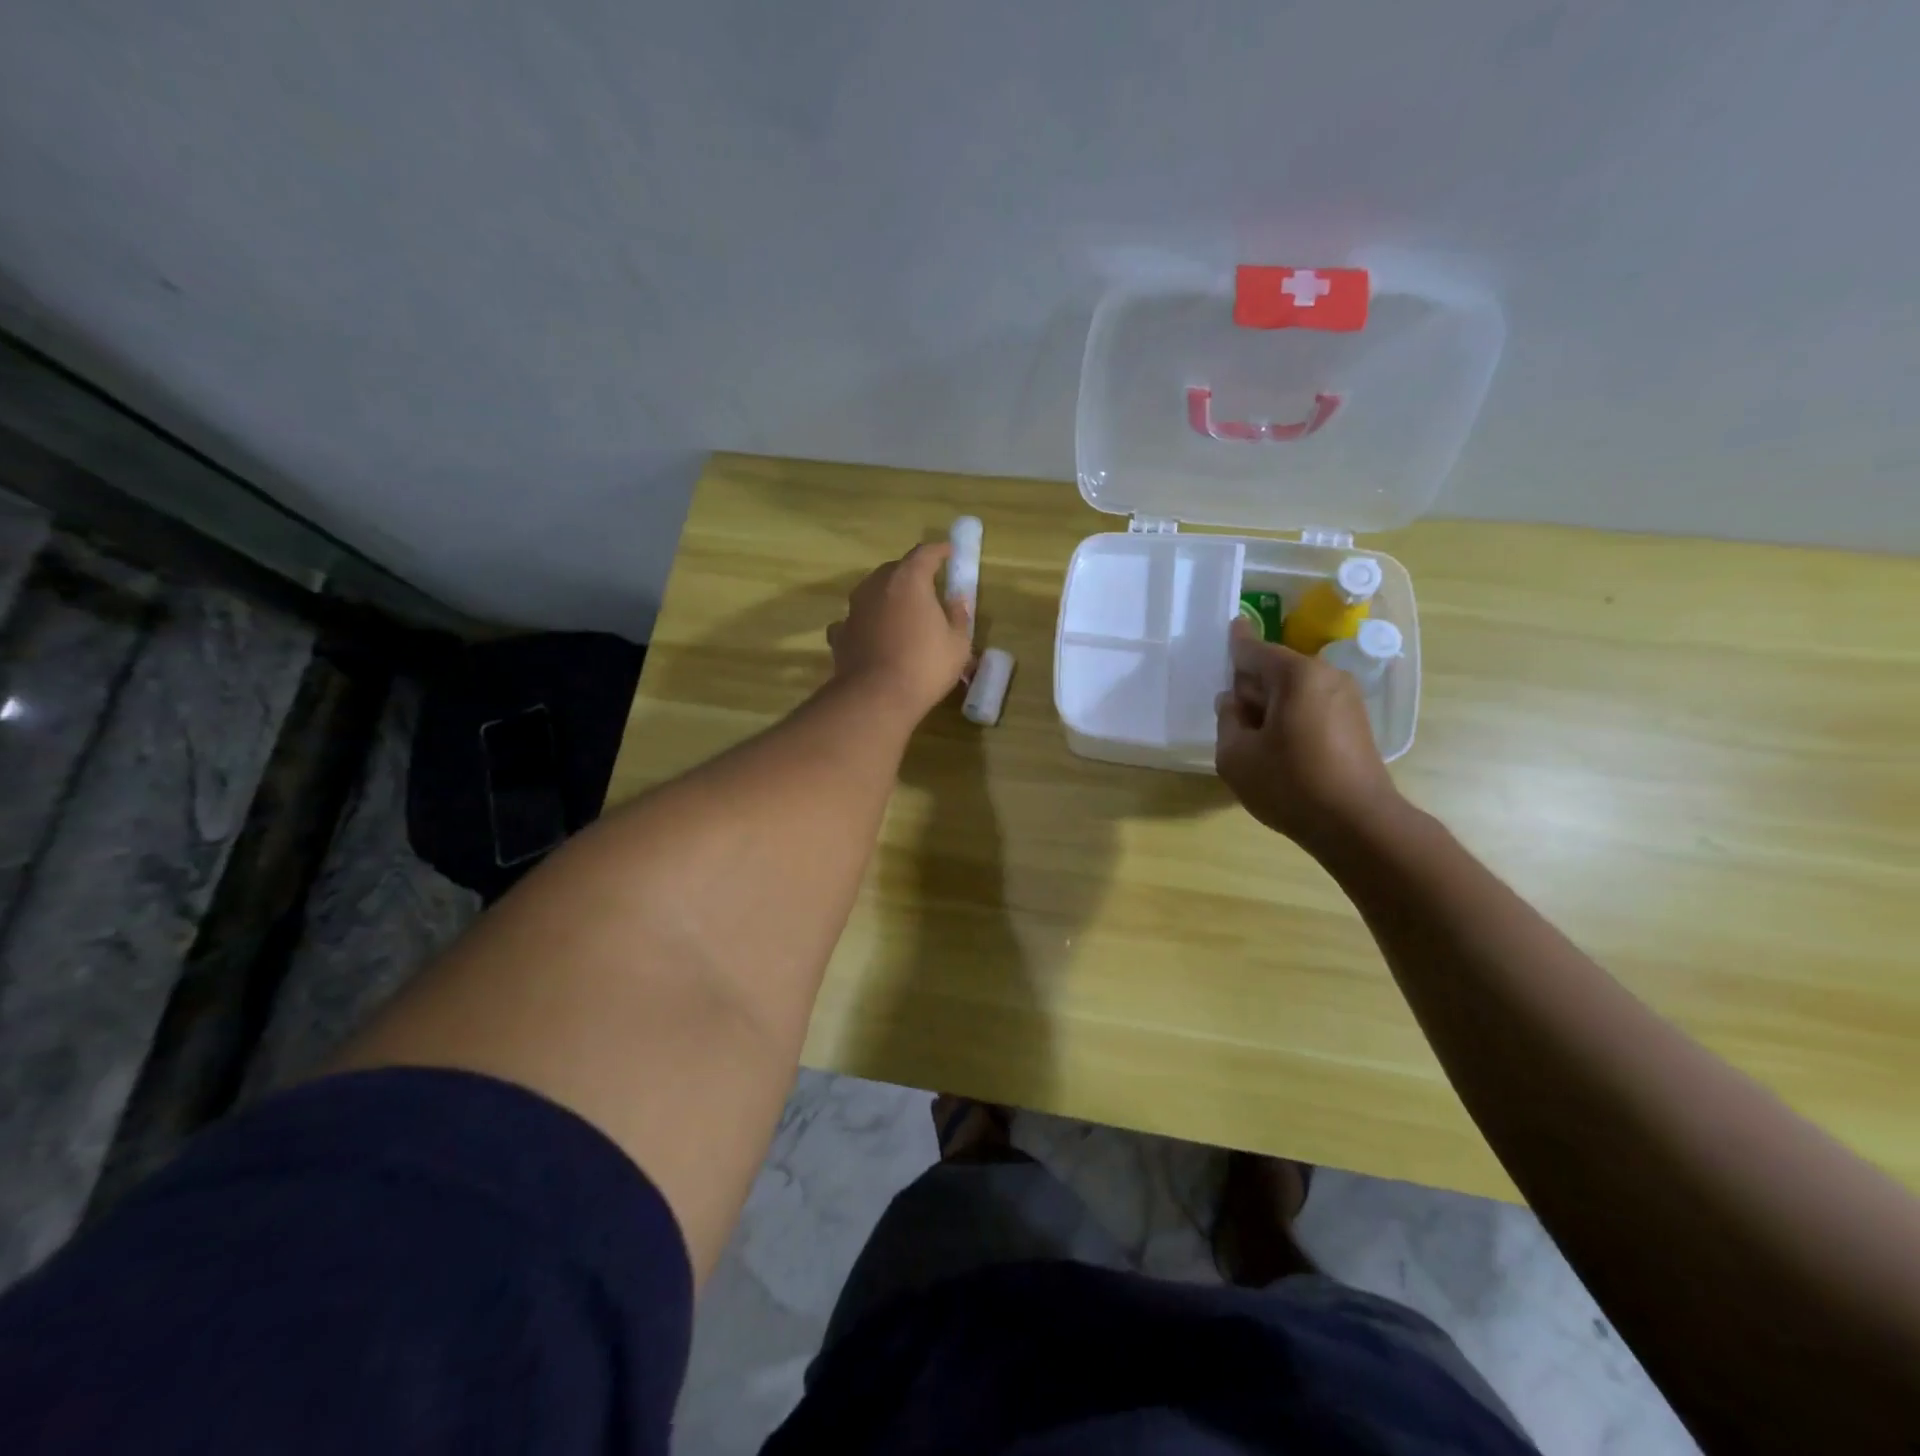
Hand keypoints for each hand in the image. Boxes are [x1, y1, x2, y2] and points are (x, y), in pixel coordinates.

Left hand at [826, 543, 974, 720]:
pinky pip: (855, 620)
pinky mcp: (840, 634)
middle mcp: (877, 586)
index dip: (939, 551)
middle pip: (895, 569)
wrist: (876, 697)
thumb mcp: (958, 644)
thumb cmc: (925, 666)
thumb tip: (957, 600)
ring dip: (886, 597)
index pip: (925, 554)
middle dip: (911, 574)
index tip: (949, 553)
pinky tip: (871, 635)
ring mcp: (854, 609)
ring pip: (872, 592)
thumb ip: (958, 616)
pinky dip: (865, 623)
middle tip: (927, 587)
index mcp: (909, 580)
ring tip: (900, 611)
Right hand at [1215, 618, 1401, 852]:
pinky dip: (1291, 718)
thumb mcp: (1236, 755)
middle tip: (1231, 716)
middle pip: (1274, 670)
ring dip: (1270, 706)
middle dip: (1251, 685)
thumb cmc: (1291, 785)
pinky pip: (1311, 707)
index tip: (1233, 625)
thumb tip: (1234, 703)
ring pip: (1293, 691)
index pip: (1254, 650)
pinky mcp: (1356, 724)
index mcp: (1295, 675)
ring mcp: (1347, 699)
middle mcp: (1326, 676)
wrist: (1358, 825)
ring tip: (1254, 741)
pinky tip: (1280, 752)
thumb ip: (1227, 721)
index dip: (1237, 641)